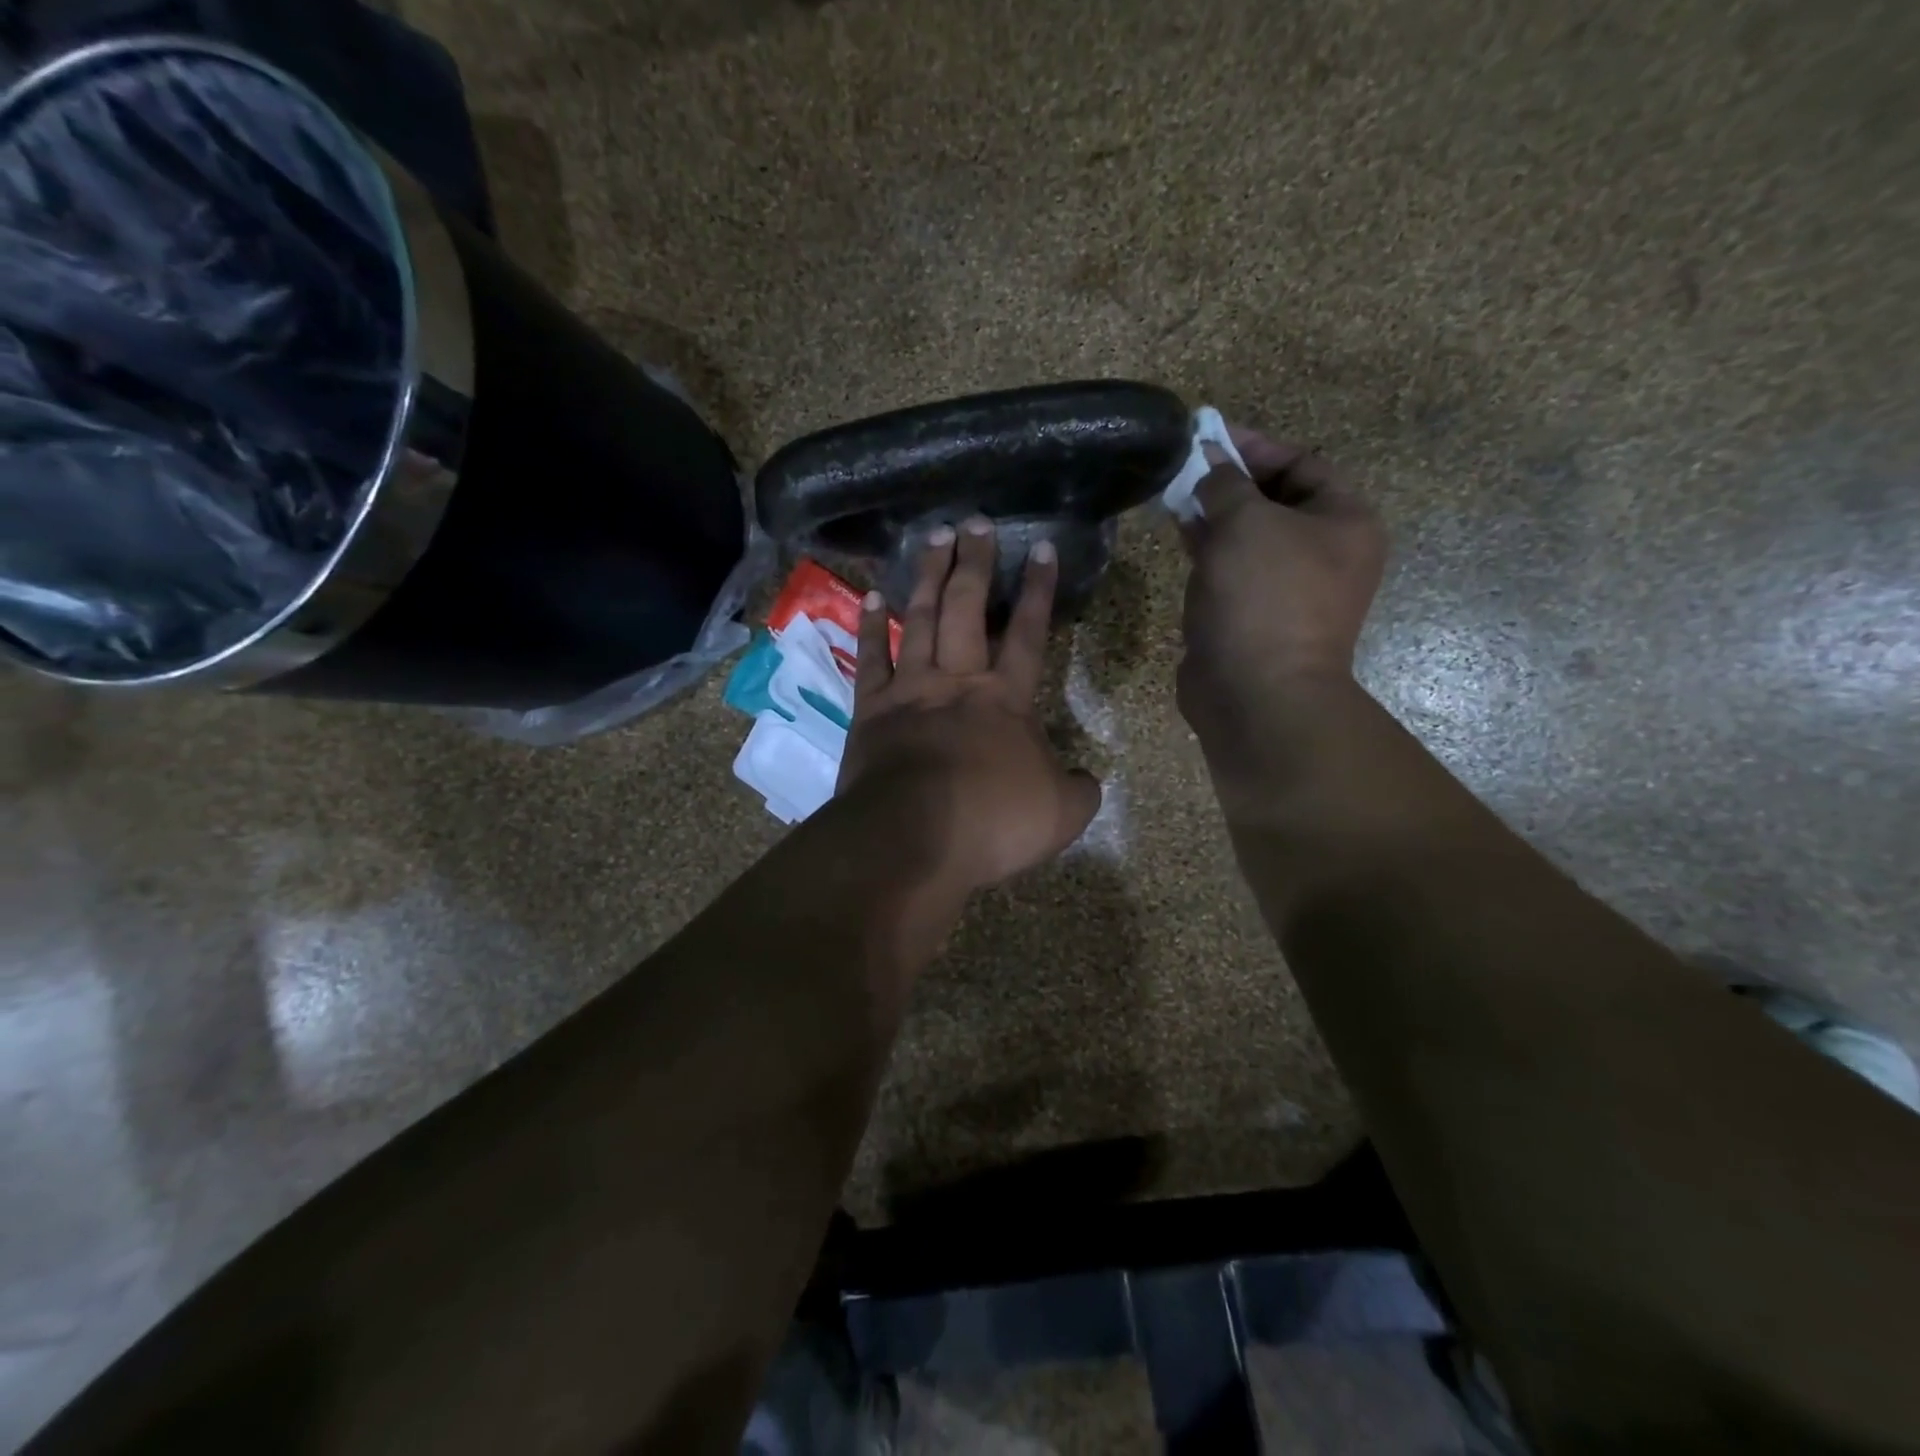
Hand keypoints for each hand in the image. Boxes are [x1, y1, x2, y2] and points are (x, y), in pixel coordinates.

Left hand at [838, 517, 1101, 891]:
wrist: (914, 838)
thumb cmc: (992, 822)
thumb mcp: (1061, 815)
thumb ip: (1079, 790)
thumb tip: (1086, 780)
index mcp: (1006, 699)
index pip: (1029, 633)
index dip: (1038, 591)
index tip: (1041, 549)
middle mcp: (957, 681)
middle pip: (968, 609)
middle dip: (975, 563)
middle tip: (976, 522)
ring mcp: (909, 691)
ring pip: (920, 620)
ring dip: (928, 577)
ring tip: (934, 537)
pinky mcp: (870, 710)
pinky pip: (871, 658)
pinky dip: (871, 625)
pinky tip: (874, 596)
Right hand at [1176, 426, 1387, 731]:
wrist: (1255, 692)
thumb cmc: (1264, 597)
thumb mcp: (1245, 523)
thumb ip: (1224, 483)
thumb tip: (1207, 461)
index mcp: (1345, 523)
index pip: (1302, 464)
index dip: (1255, 446)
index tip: (1208, 436)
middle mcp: (1323, 553)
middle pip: (1274, 500)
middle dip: (1228, 480)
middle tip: (1184, 466)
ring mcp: (1287, 588)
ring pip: (1248, 536)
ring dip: (1213, 514)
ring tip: (1173, 494)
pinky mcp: (1252, 615)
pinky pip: (1230, 569)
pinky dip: (1207, 549)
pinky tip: (1178, 532)